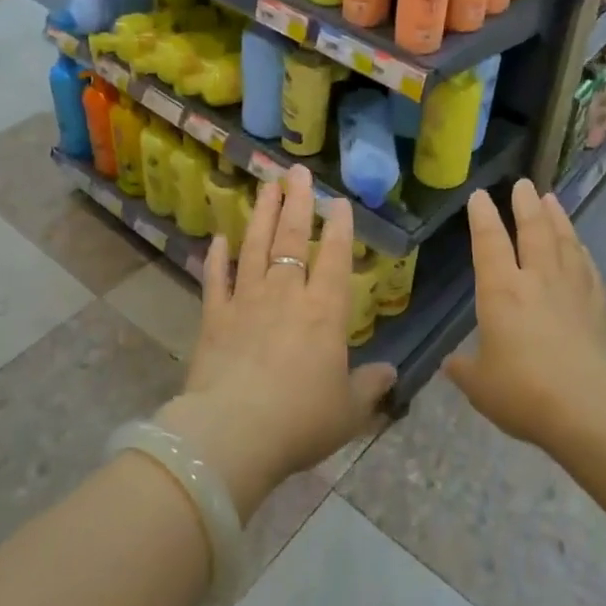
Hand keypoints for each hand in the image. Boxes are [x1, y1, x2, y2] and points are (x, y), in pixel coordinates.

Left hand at [158, 165, 395, 520]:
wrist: (233, 434)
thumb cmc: (300, 421)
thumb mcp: (348, 411)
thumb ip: (369, 386)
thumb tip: (391, 372)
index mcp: (324, 312)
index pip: (334, 258)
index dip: (338, 228)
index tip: (338, 200)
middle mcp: (286, 295)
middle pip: (292, 239)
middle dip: (297, 203)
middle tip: (296, 172)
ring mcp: (246, 301)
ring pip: (255, 247)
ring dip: (261, 214)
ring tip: (266, 185)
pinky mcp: (214, 317)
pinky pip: (216, 279)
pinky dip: (216, 258)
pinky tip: (217, 238)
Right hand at [444, 179, 605, 448]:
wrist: (590, 409)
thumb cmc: (524, 392)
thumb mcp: (480, 385)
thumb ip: (464, 369)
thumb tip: (452, 363)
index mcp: (501, 291)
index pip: (489, 242)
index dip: (483, 217)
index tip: (480, 195)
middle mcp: (537, 279)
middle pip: (533, 230)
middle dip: (525, 204)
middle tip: (524, 184)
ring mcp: (572, 289)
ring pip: (564, 241)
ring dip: (556, 217)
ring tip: (551, 199)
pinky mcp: (598, 305)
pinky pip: (587, 265)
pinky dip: (581, 249)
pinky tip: (580, 246)